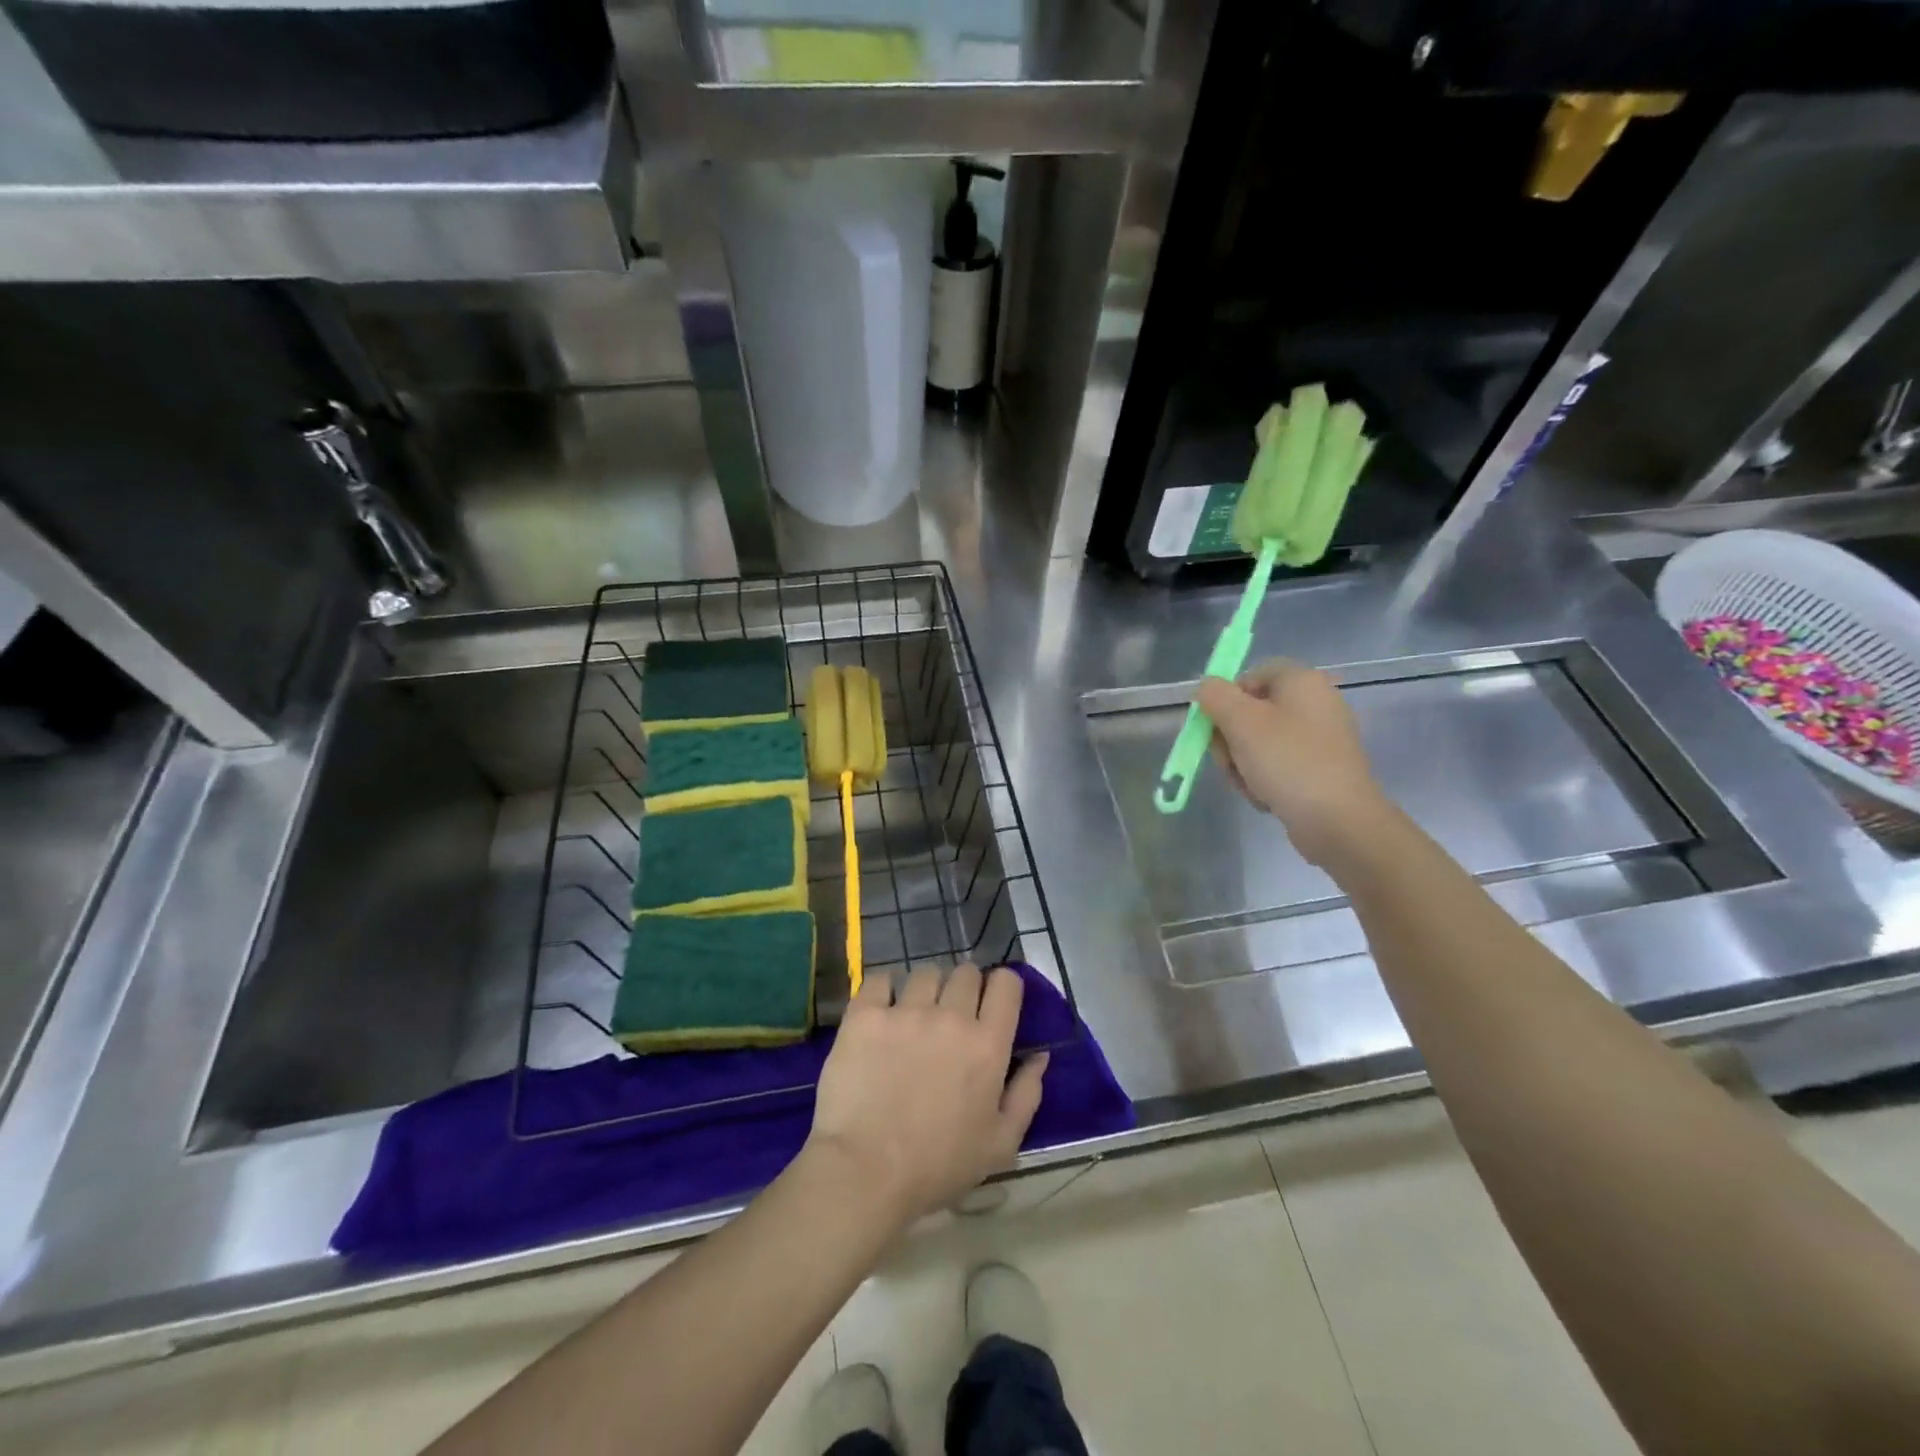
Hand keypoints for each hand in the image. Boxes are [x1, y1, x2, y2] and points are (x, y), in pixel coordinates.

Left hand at [806, 964, 1048, 1226]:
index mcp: (988, 1044)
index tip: (991, 1003)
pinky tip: (881, 1014)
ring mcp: (906, 1011)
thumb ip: (1027, 1094)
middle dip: (964, 988)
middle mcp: (951, 1017)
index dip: (1002, 987)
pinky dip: (884, 991)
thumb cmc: (937, 1166)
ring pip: (925, 974)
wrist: (865, 1173)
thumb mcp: (1000, 1144)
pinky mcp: (866, 1015)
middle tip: (951, 1016)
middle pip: (966, 972)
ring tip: (914, 1016)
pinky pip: (880, 979)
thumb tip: (1040, 1056)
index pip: (1006, 983)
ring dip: (926, 990)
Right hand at [1196, 659, 1391, 864]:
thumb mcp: (1241, 723)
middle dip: (1231, 739)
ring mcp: (1321, 737)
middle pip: (1252, 710)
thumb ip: (1215, 696)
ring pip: (1261, 742)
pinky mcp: (1322, 767)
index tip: (1215, 728)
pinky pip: (1280, 764)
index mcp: (1301, 681)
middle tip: (1229, 762)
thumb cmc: (1288, 762)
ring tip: (1250, 786)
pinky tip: (1266, 797)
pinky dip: (1265, 779)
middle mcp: (1315, 702)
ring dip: (1243, 764)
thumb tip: (1206, 687)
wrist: (1339, 821)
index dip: (1226, 699)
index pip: (1250, 675)